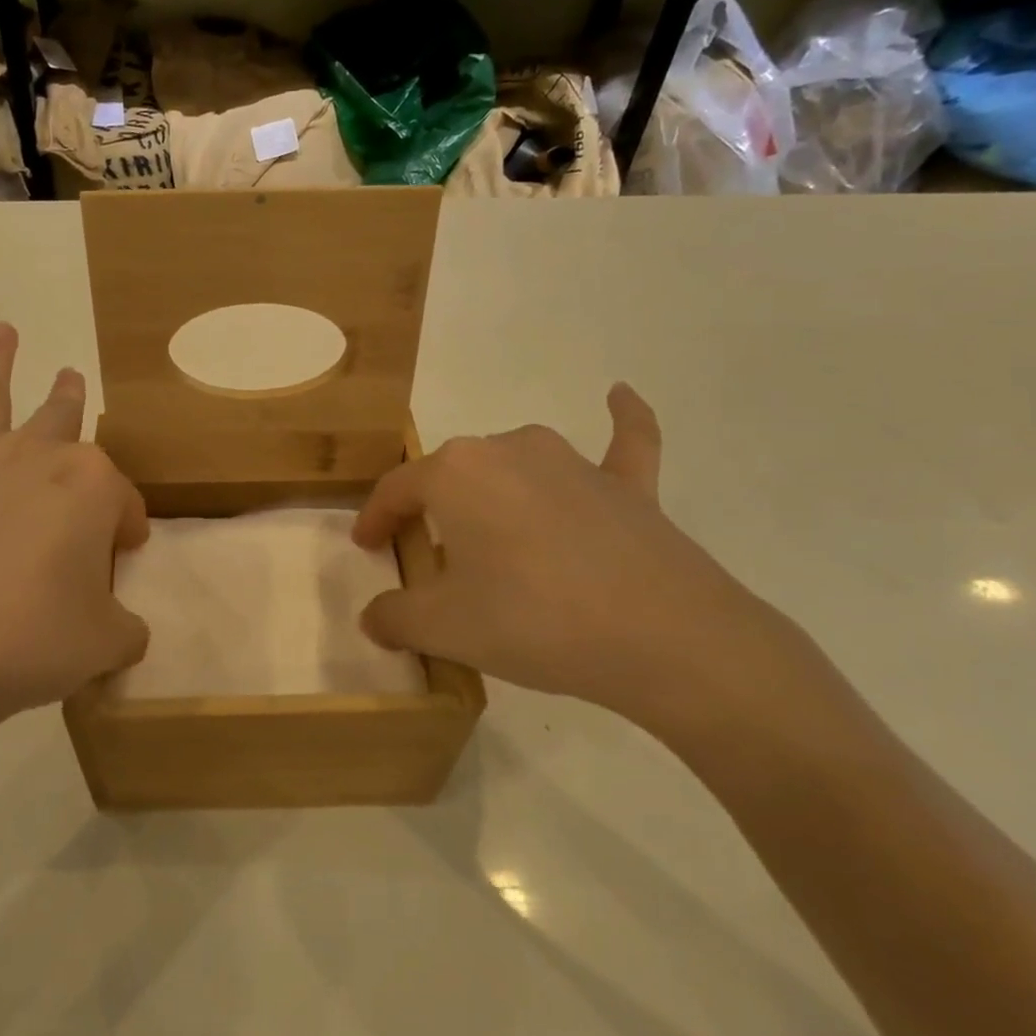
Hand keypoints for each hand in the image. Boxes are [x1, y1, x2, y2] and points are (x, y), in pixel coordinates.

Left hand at [0, 323, 149, 755]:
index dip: (127, 530)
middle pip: (62, 422)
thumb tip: (116, 627)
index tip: (123, 558)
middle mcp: (34, 460)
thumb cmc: (34, 641)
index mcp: (90, 486)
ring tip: (2, 331)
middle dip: (70, 401)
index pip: (123, 502)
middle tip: (71, 378)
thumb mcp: (107, 644)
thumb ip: (122, 628)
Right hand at [352, 386, 798, 733]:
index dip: (375, 519)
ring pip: (516, 465)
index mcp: (457, 472)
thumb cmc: (534, 621)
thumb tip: (374, 618)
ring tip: (489, 532)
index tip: (367, 547)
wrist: (667, 639)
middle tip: (429, 556)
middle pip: (453, 476)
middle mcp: (509, 448)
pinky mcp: (630, 486)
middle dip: (433, 511)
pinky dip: (620, 421)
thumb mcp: (444, 629)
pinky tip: (619, 395)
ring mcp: (574, 462)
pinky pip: (622, 443)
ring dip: (495, 491)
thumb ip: (394, 618)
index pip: (397, 489)